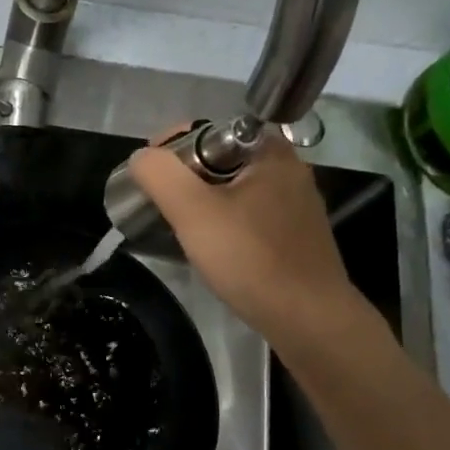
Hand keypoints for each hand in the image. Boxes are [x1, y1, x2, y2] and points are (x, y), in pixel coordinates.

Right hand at [128, 131, 367, 346]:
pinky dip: (224, 223)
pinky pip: (248, 215)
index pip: (208, 132)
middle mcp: (288, 170)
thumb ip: (160, 175)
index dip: (172, 148)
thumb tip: (141, 157)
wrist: (307, 317)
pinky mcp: (295, 235)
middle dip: (184, 179)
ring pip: (233, 190)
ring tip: (178, 228)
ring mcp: (296, 204)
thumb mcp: (193, 212)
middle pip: (220, 161)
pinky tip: (212, 248)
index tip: (149, 178)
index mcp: (269, 152)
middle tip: (159, 206)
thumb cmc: (250, 258)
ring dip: (202, 203)